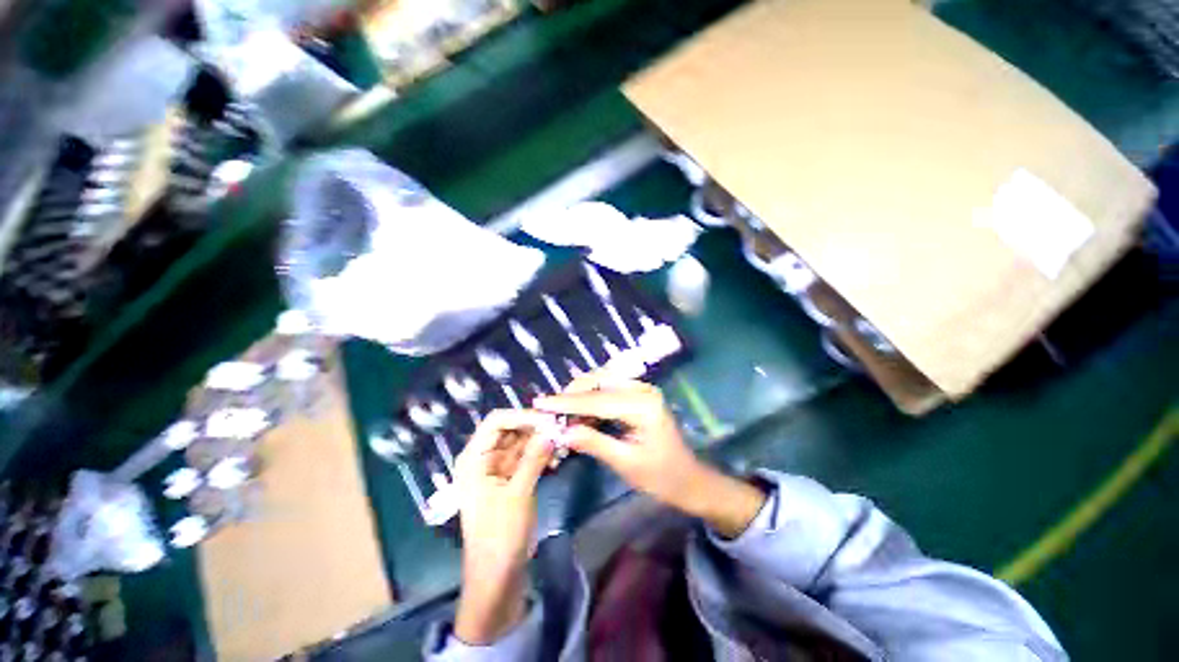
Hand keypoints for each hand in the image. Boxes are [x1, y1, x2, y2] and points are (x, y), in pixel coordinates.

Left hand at [453, 410, 557, 643]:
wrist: (497, 578)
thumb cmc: (500, 537)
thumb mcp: (517, 495)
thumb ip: (534, 459)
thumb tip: (551, 430)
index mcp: (474, 458)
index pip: (496, 421)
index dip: (522, 416)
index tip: (549, 419)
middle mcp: (484, 458)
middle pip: (511, 430)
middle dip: (535, 427)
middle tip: (562, 428)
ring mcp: (498, 469)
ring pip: (522, 442)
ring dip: (541, 440)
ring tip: (562, 444)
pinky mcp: (512, 479)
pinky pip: (528, 457)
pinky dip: (541, 455)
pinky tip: (557, 459)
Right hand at [534, 373, 765, 538]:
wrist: (689, 479)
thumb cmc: (662, 477)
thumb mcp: (626, 464)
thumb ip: (594, 443)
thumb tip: (562, 431)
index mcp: (643, 405)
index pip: (597, 400)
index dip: (566, 402)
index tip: (540, 403)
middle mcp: (643, 389)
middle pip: (599, 381)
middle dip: (572, 395)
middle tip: (551, 412)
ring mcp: (642, 389)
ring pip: (602, 382)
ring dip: (580, 396)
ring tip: (563, 415)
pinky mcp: (639, 394)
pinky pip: (609, 389)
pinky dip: (591, 399)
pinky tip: (580, 414)